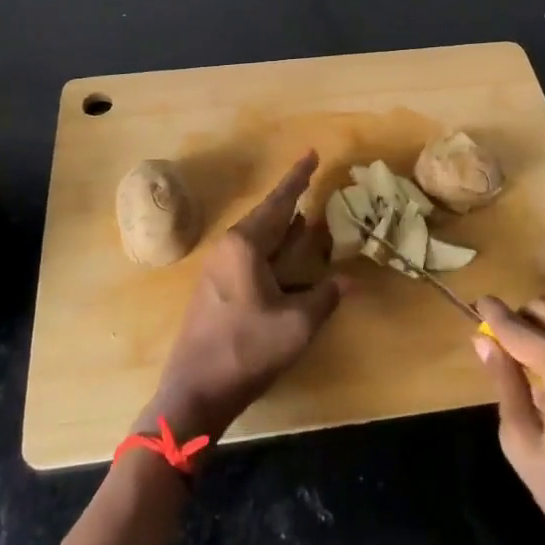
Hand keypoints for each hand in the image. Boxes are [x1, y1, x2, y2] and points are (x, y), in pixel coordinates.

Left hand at [141, 152, 345, 446]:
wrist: (194, 392)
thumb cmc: (246, 351)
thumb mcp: (296, 325)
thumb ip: (325, 297)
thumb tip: (351, 280)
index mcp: (245, 245)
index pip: (279, 202)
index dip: (298, 178)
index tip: (312, 153)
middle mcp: (229, 247)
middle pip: (266, 214)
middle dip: (290, 198)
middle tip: (312, 179)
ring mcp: (218, 267)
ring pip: (257, 235)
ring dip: (282, 225)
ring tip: (305, 214)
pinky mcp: (216, 287)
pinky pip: (249, 253)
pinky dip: (272, 246)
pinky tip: (286, 252)